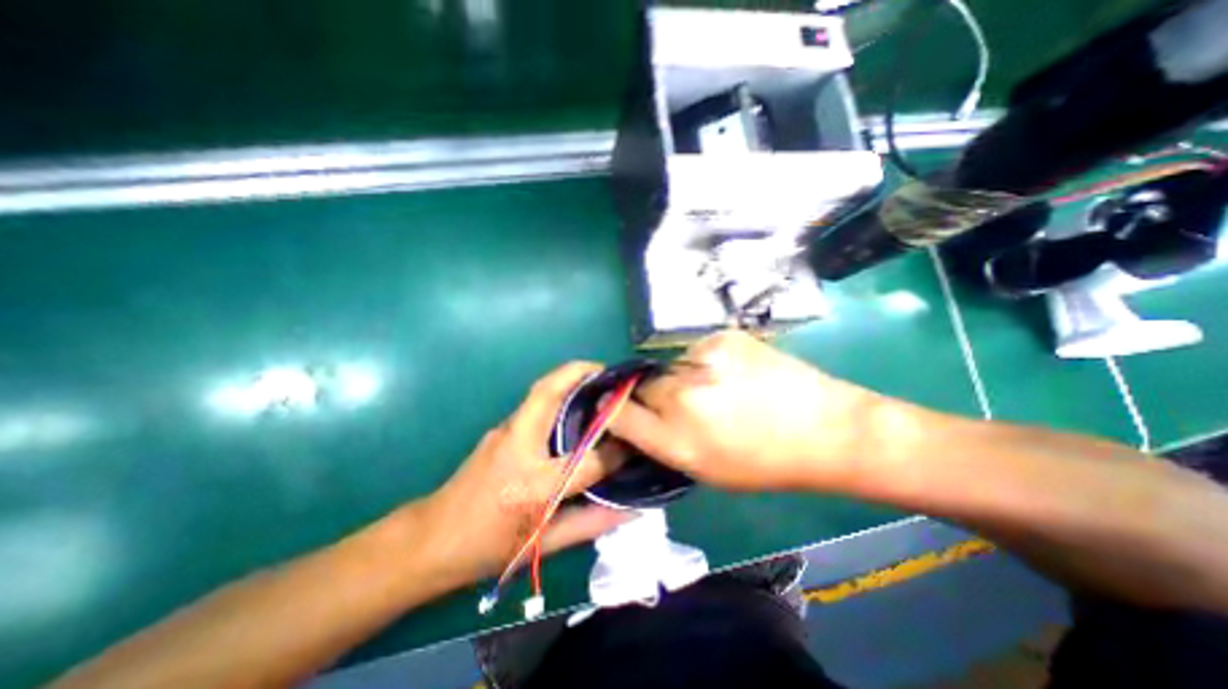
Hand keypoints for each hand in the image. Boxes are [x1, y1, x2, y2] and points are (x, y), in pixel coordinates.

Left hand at [424, 362, 632, 584]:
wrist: (431, 539)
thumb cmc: (488, 548)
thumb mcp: (545, 545)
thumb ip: (592, 523)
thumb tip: (632, 511)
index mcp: (533, 485)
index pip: (588, 461)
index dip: (617, 452)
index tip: (636, 442)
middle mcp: (519, 447)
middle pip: (551, 393)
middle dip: (583, 372)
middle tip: (612, 374)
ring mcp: (505, 431)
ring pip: (541, 390)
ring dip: (571, 378)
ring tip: (599, 383)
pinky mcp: (500, 427)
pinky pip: (535, 401)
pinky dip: (559, 392)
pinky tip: (575, 406)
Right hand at [612, 330, 882, 492]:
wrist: (827, 428)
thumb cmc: (765, 462)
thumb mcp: (704, 470)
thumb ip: (661, 444)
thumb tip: (634, 422)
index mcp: (678, 439)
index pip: (618, 414)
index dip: (615, 412)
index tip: (622, 412)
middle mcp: (683, 396)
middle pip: (641, 386)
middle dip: (651, 397)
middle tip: (680, 405)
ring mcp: (703, 360)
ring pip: (668, 367)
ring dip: (679, 379)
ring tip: (714, 389)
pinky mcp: (723, 337)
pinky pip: (695, 352)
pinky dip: (703, 364)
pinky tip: (733, 373)